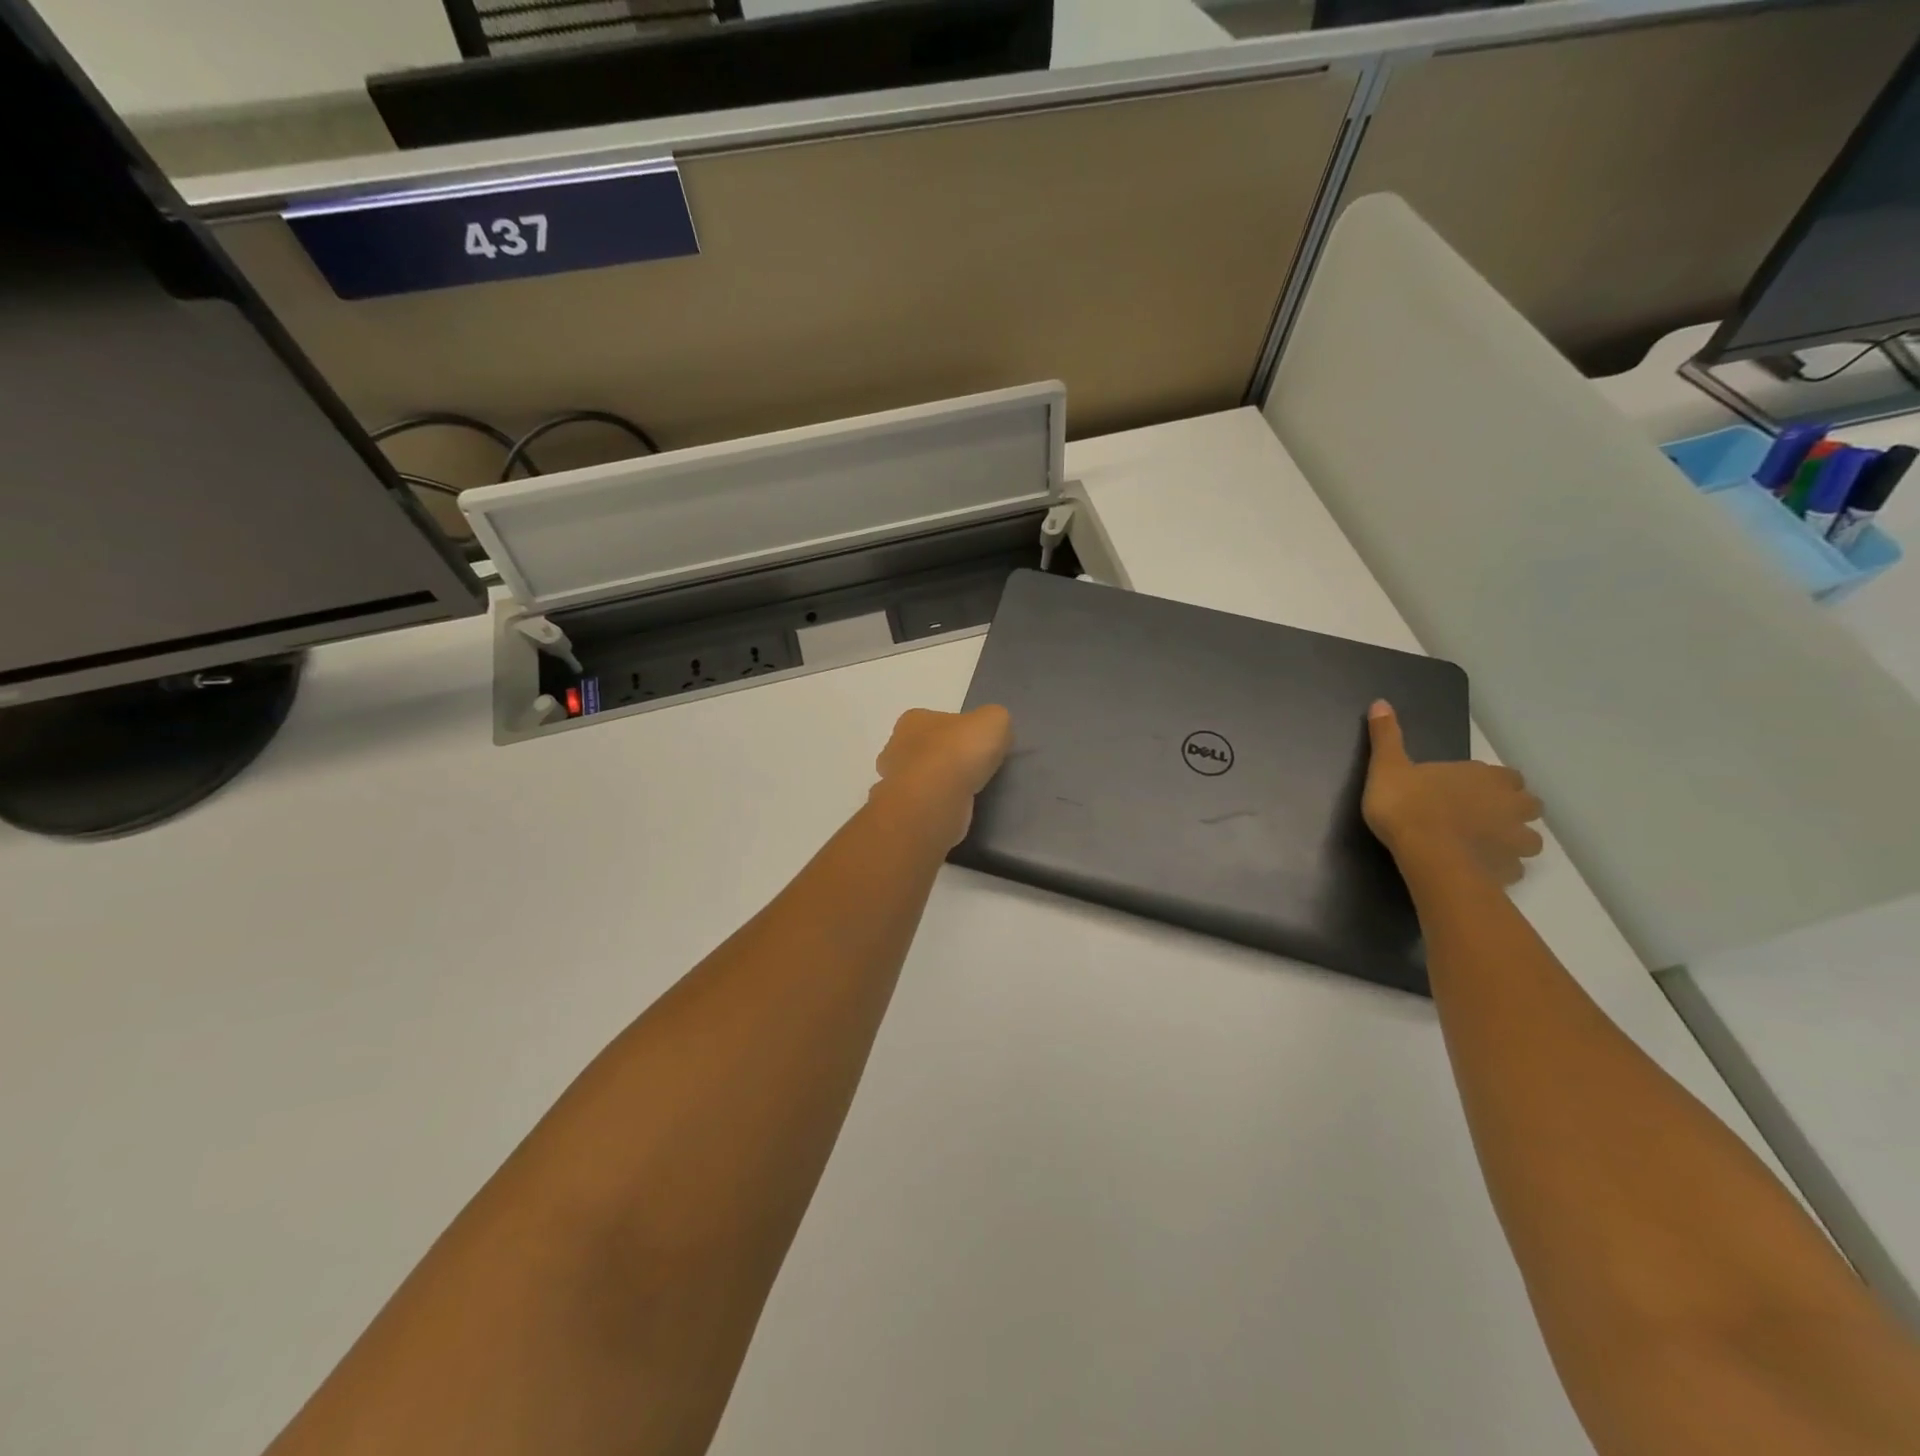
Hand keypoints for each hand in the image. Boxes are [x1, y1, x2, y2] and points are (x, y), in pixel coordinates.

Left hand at [870, 706, 1013, 848]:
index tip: (977, 745)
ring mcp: (894, 782)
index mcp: (913, 720)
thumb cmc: (958, 753)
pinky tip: (956, 812)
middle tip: (973, 770)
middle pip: (925, 749)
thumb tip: (993, 734)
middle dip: (945, 758)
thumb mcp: (994, 720)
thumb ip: (995, 720)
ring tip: (968, 794)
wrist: (934, 801)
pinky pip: (923, 805)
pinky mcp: (902, 811)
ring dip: (940, 785)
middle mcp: (896, 748)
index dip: (958, 731)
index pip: (936, 721)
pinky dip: (937, 808)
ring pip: (921, 779)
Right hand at [1363, 700, 1543, 886]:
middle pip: (1528, 806)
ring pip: (1529, 840)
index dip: (1494, 783)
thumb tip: (1380, 702)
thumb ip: (1387, 736)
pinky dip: (1500, 868)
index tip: (1473, 789)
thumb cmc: (1407, 804)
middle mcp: (1508, 805)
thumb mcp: (1387, 766)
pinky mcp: (1506, 871)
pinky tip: (1478, 869)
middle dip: (1513, 811)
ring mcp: (1512, 840)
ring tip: (1485, 847)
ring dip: (1512, 842)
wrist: (1426, 853)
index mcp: (1484, 777)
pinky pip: (1511, 869)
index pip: (1507, 776)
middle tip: (1484, 817)